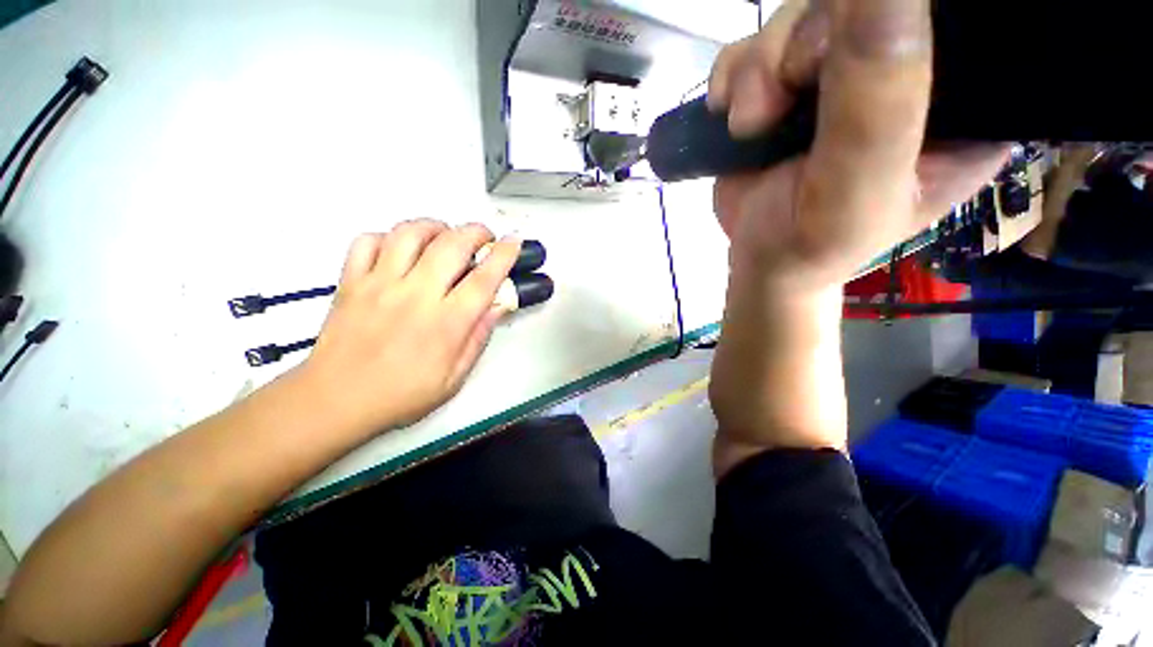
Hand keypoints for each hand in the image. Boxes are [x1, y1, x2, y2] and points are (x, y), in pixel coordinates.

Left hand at [299, 220, 521, 435]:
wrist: (335, 401)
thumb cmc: (402, 394)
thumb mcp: (455, 377)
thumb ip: (479, 337)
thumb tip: (499, 305)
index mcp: (446, 323)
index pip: (483, 279)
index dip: (504, 255)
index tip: (513, 241)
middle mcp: (415, 296)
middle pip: (451, 244)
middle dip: (475, 232)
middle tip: (483, 238)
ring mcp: (379, 284)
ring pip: (410, 233)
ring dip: (435, 227)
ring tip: (444, 237)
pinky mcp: (350, 282)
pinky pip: (368, 241)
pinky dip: (389, 236)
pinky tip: (401, 249)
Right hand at [708, 0, 1007, 292]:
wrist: (759, 262)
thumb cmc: (812, 245)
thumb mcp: (855, 189)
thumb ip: (877, 104)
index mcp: (958, 101)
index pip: (944, 18)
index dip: (888, 22)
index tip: (842, 71)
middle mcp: (905, 73)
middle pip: (852, 6)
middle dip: (800, 47)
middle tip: (774, 109)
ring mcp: (840, 74)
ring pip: (798, 16)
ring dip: (757, 68)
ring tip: (749, 125)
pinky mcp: (789, 84)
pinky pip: (756, 43)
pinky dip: (733, 74)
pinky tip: (733, 118)